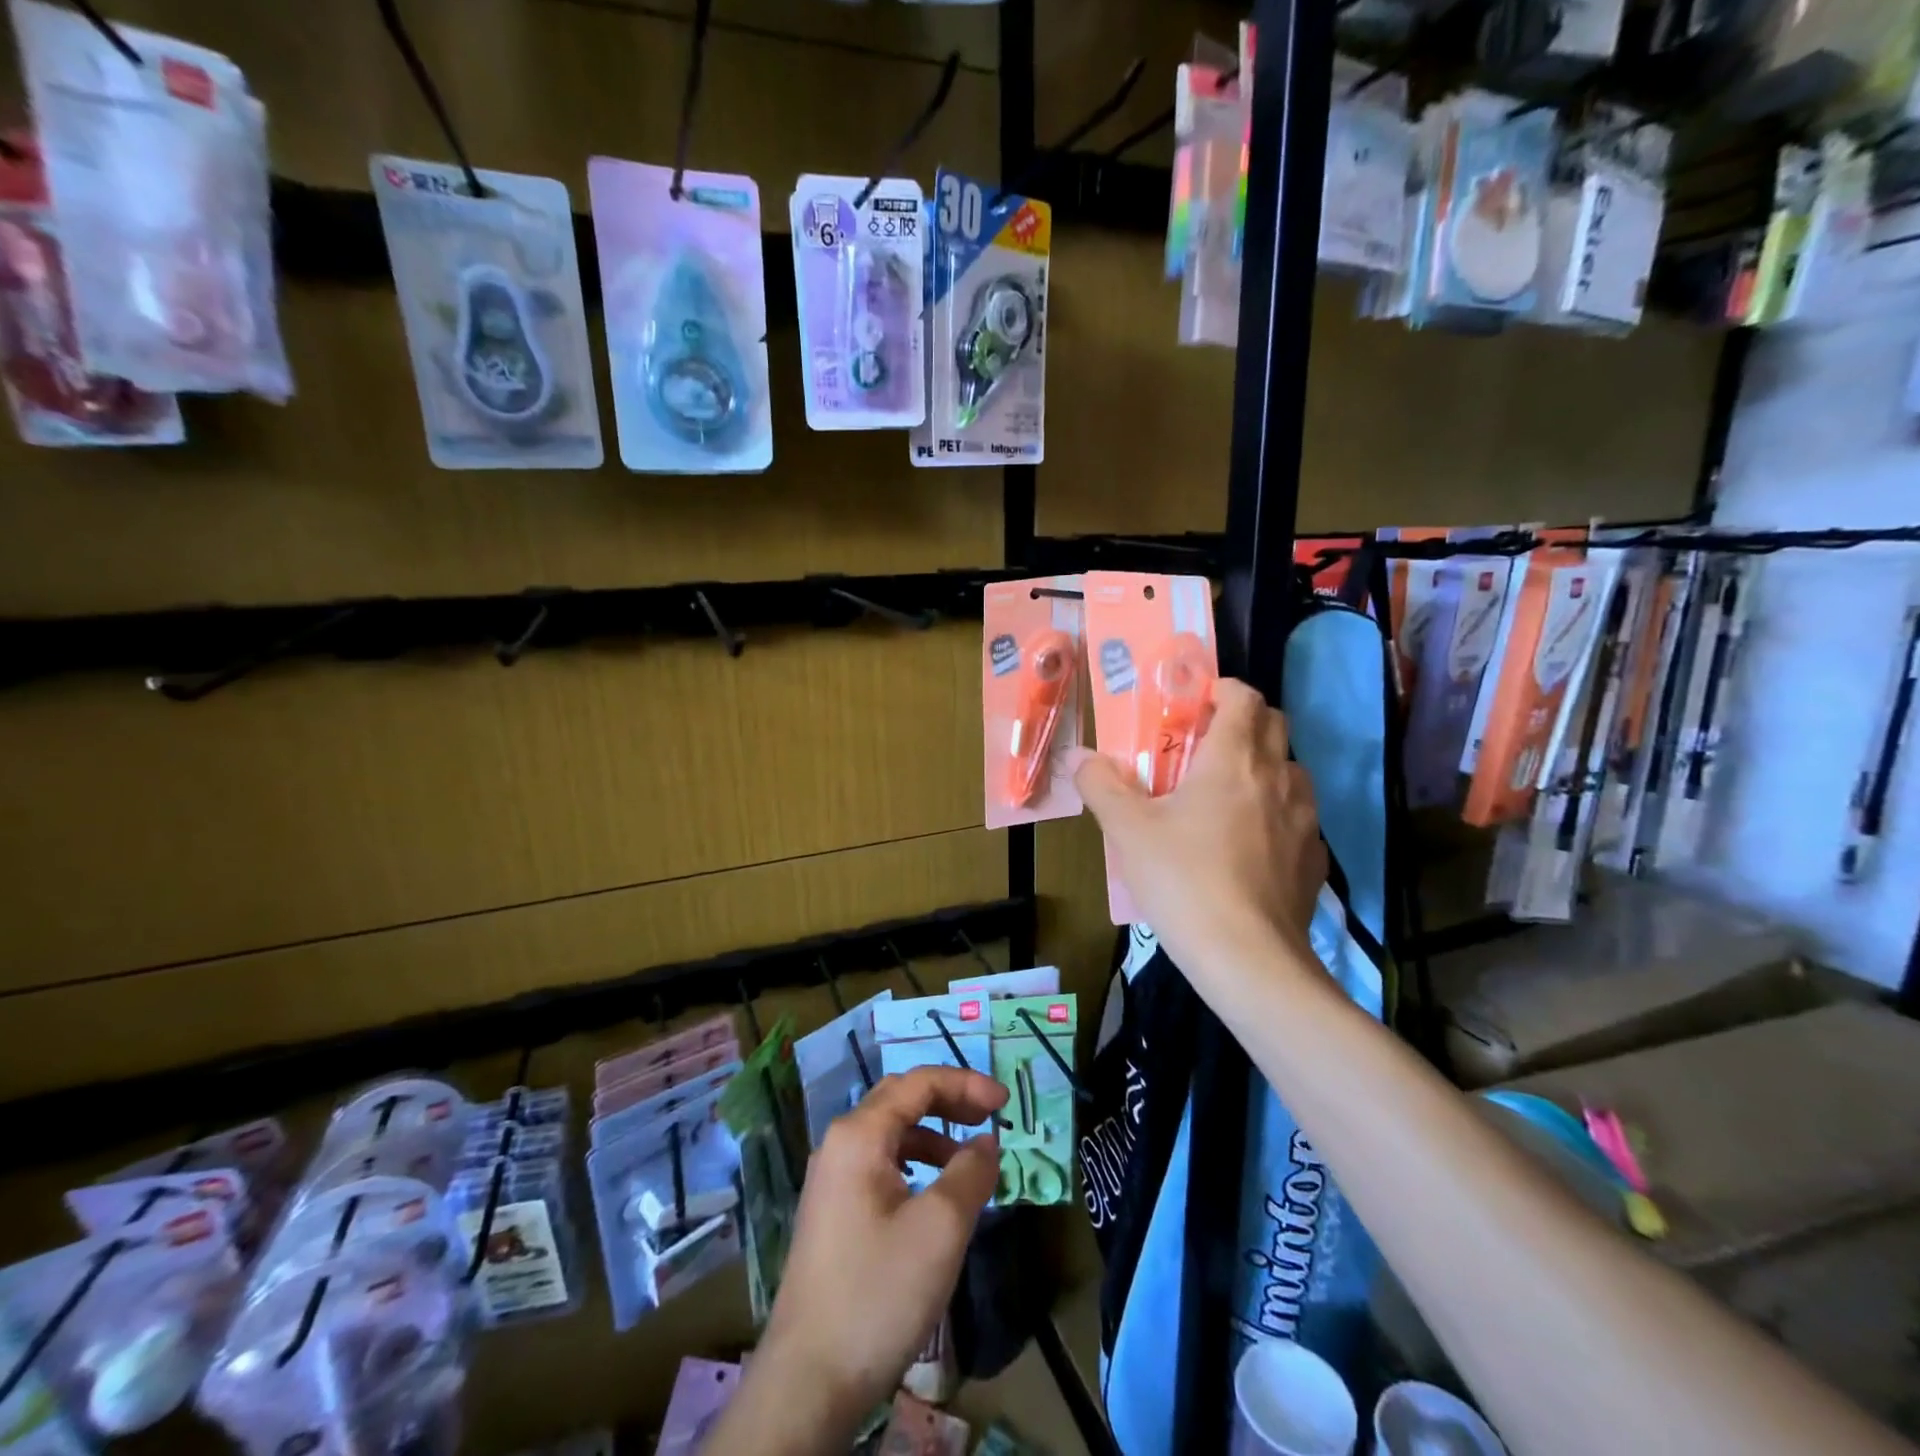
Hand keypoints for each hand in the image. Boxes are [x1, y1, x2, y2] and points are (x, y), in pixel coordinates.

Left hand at [754, 1067, 1008, 1422]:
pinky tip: (935, 1194)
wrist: (809, 1380)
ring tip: (970, 1160)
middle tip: (990, 1119)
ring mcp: (831, 1179)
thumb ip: (970, 1172)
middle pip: (901, 1100)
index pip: (918, 1083)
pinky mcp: (832, 1212)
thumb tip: (986, 1143)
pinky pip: (880, 1165)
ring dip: (934, 1135)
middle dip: (949, 1102)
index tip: (1005, 1103)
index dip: (965, 1083)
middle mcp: (839, 1144)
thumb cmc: (879, 1291)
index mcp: (859, 1134)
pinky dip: (915, 1164)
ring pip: (890, 1134)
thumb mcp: (941, 1227)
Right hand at [1070, 677, 1326, 973]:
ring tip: (1228, 796)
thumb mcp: (1127, 830)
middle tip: (1204, 745)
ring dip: (1264, 766)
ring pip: (1291, 771)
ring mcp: (1305, 819)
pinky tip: (1250, 846)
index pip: (1244, 697)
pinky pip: (1299, 817)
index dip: (1221, 690)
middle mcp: (1278, 777)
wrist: (1248, 959)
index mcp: (1234, 759)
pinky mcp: (1315, 858)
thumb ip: (1101, 785)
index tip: (1195, 703)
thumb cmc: (1184, 880)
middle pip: (1274, 724)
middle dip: (1243, 722)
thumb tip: (1080, 757)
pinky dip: (1277, 813)